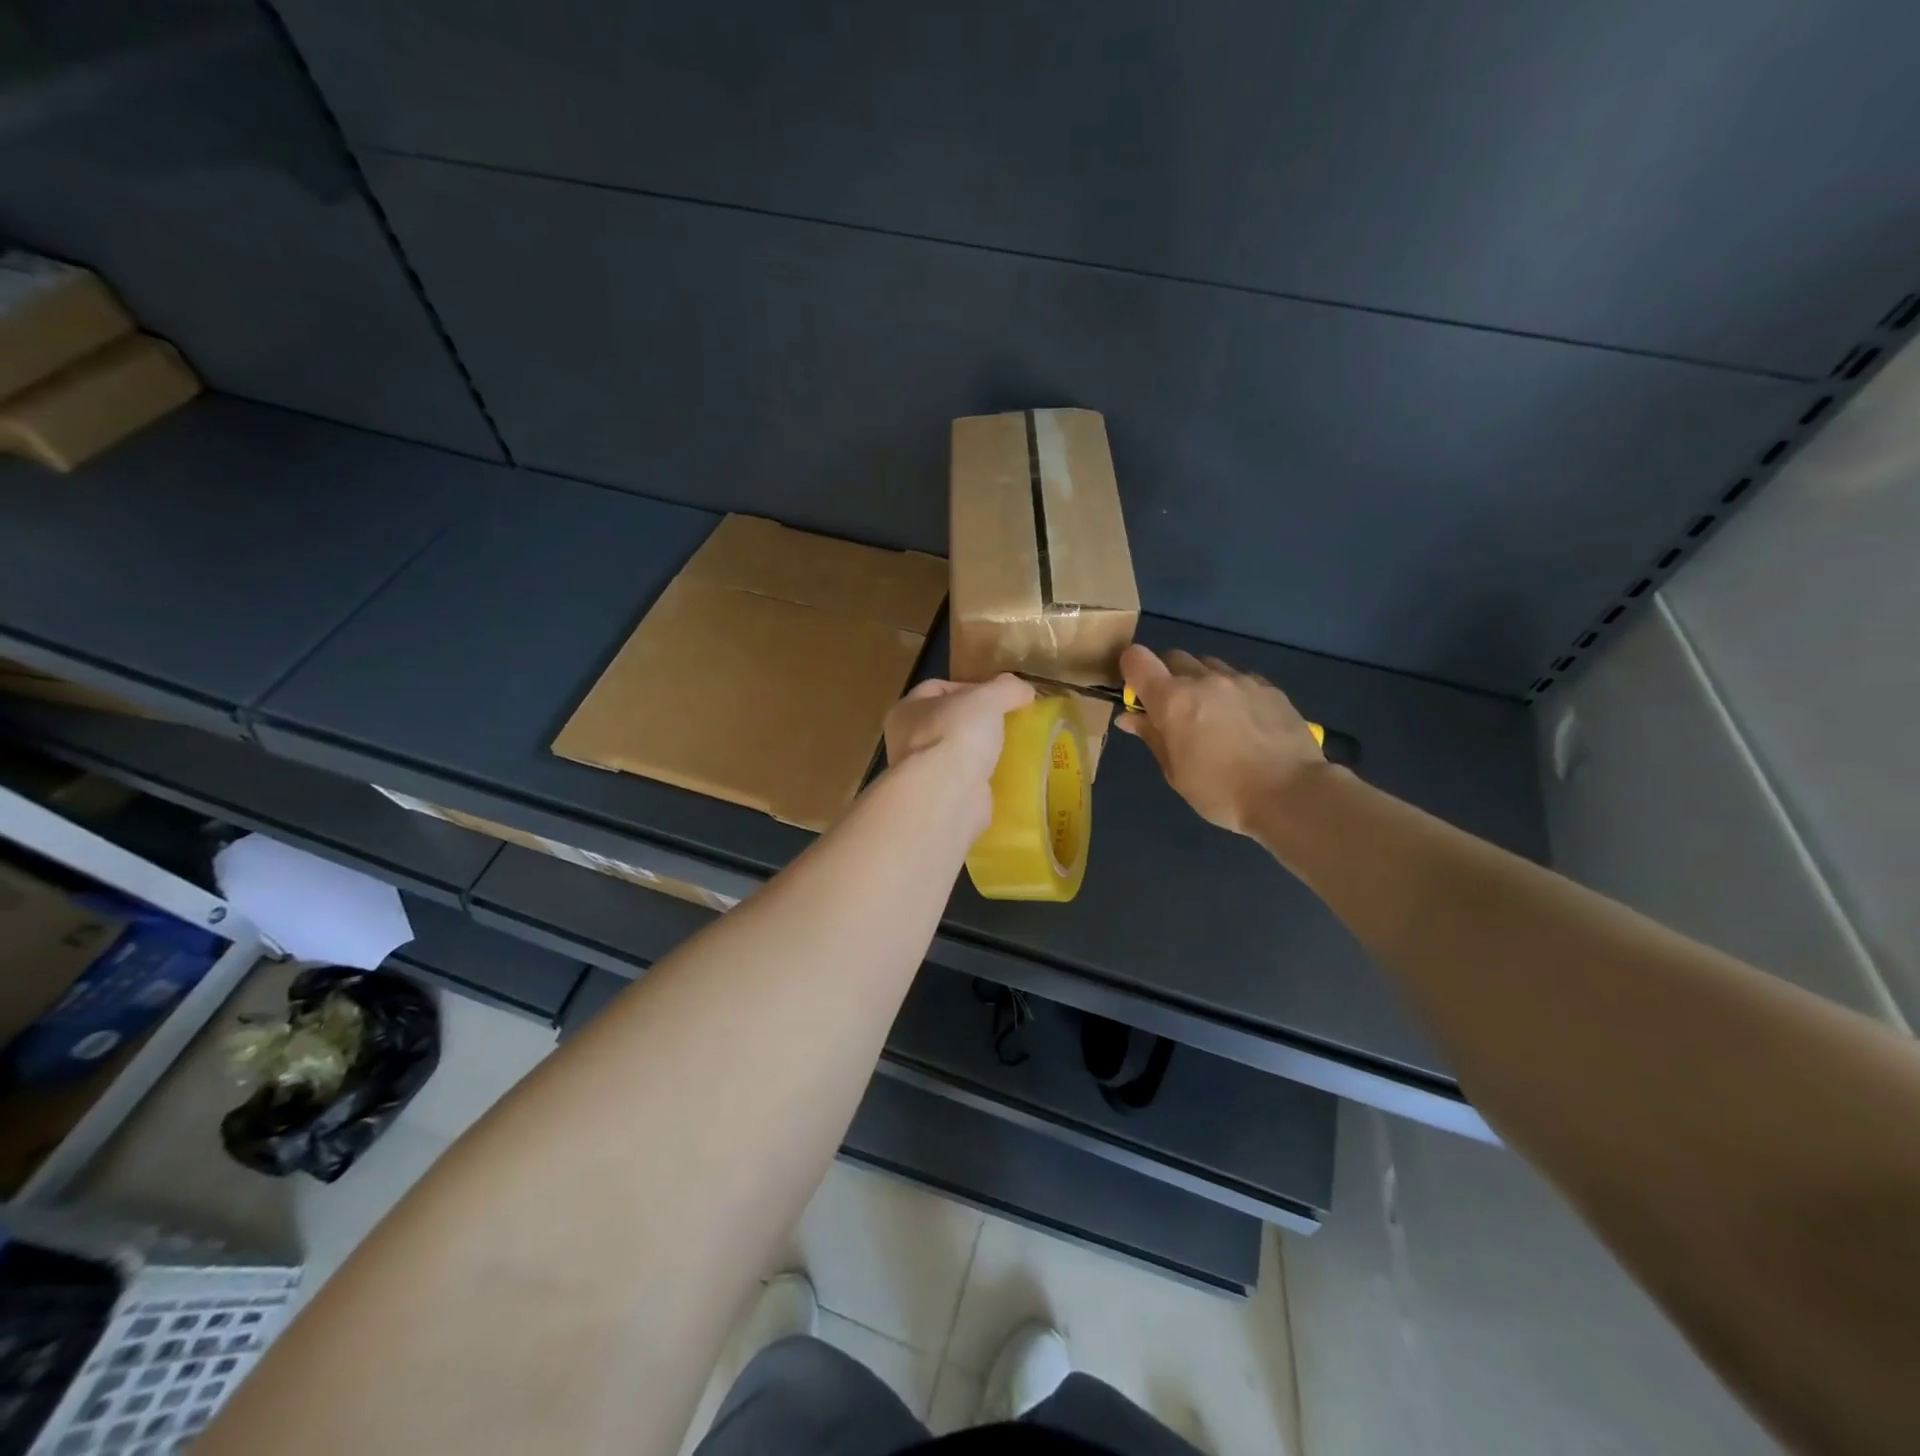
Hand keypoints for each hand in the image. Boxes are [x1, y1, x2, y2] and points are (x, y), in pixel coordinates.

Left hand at [884, 675, 1034, 827]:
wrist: (947, 794)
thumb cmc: (957, 734)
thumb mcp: (988, 698)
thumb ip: (1006, 688)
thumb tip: (1024, 690)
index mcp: (907, 710)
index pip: (937, 688)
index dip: (969, 687)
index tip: (998, 696)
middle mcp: (906, 741)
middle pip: (946, 722)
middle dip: (975, 722)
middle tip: (1006, 723)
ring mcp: (920, 774)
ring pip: (954, 755)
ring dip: (977, 753)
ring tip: (1008, 750)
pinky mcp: (937, 801)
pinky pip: (963, 783)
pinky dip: (981, 780)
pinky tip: (1003, 777)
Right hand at [1116, 645, 1328, 836]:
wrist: (1291, 793)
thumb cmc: (1220, 791)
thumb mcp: (1175, 772)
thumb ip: (1152, 736)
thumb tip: (1130, 717)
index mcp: (1173, 699)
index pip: (1137, 659)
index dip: (1131, 671)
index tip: (1137, 694)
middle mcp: (1204, 679)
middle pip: (1174, 657)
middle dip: (1168, 677)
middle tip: (1175, 711)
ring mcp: (1240, 679)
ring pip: (1209, 665)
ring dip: (1201, 682)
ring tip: (1213, 715)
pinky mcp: (1269, 688)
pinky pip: (1240, 678)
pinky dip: (1232, 692)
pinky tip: (1244, 722)